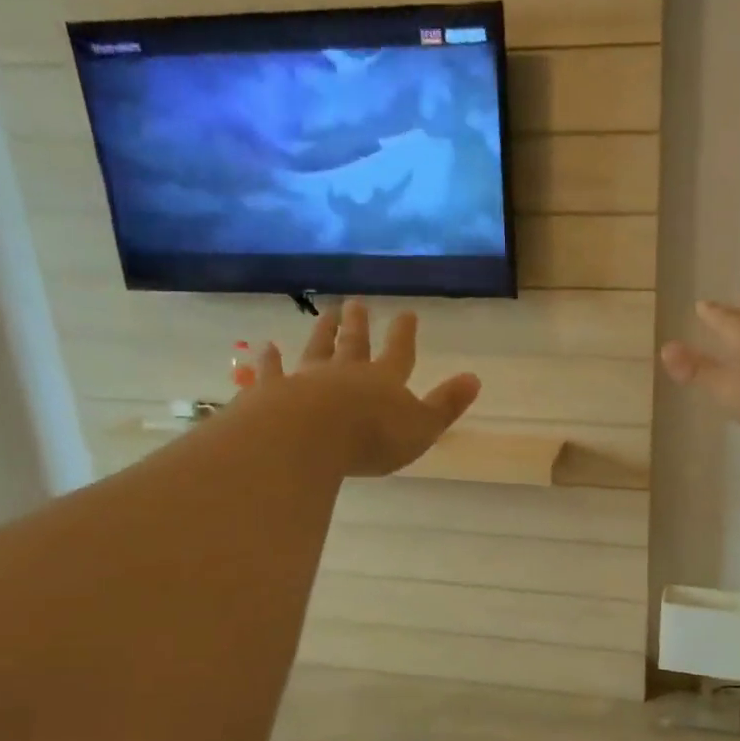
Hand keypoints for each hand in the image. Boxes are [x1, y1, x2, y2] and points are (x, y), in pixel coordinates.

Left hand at [255, 300, 480, 476]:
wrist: (308, 438)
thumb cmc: (372, 437)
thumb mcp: (422, 427)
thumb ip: (446, 405)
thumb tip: (474, 378)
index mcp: (384, 381)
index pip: (399, 353)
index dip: (404, 334)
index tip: (407, 313)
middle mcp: (345, 373)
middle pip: (354, 345)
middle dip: (358, 325)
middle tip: (356, 303)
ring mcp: (307, 380)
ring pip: (316, 350)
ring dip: (321, 333)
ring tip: (324, 315)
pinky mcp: (273, 393)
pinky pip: (272, 373)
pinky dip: (269, 361)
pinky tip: (265, 349)